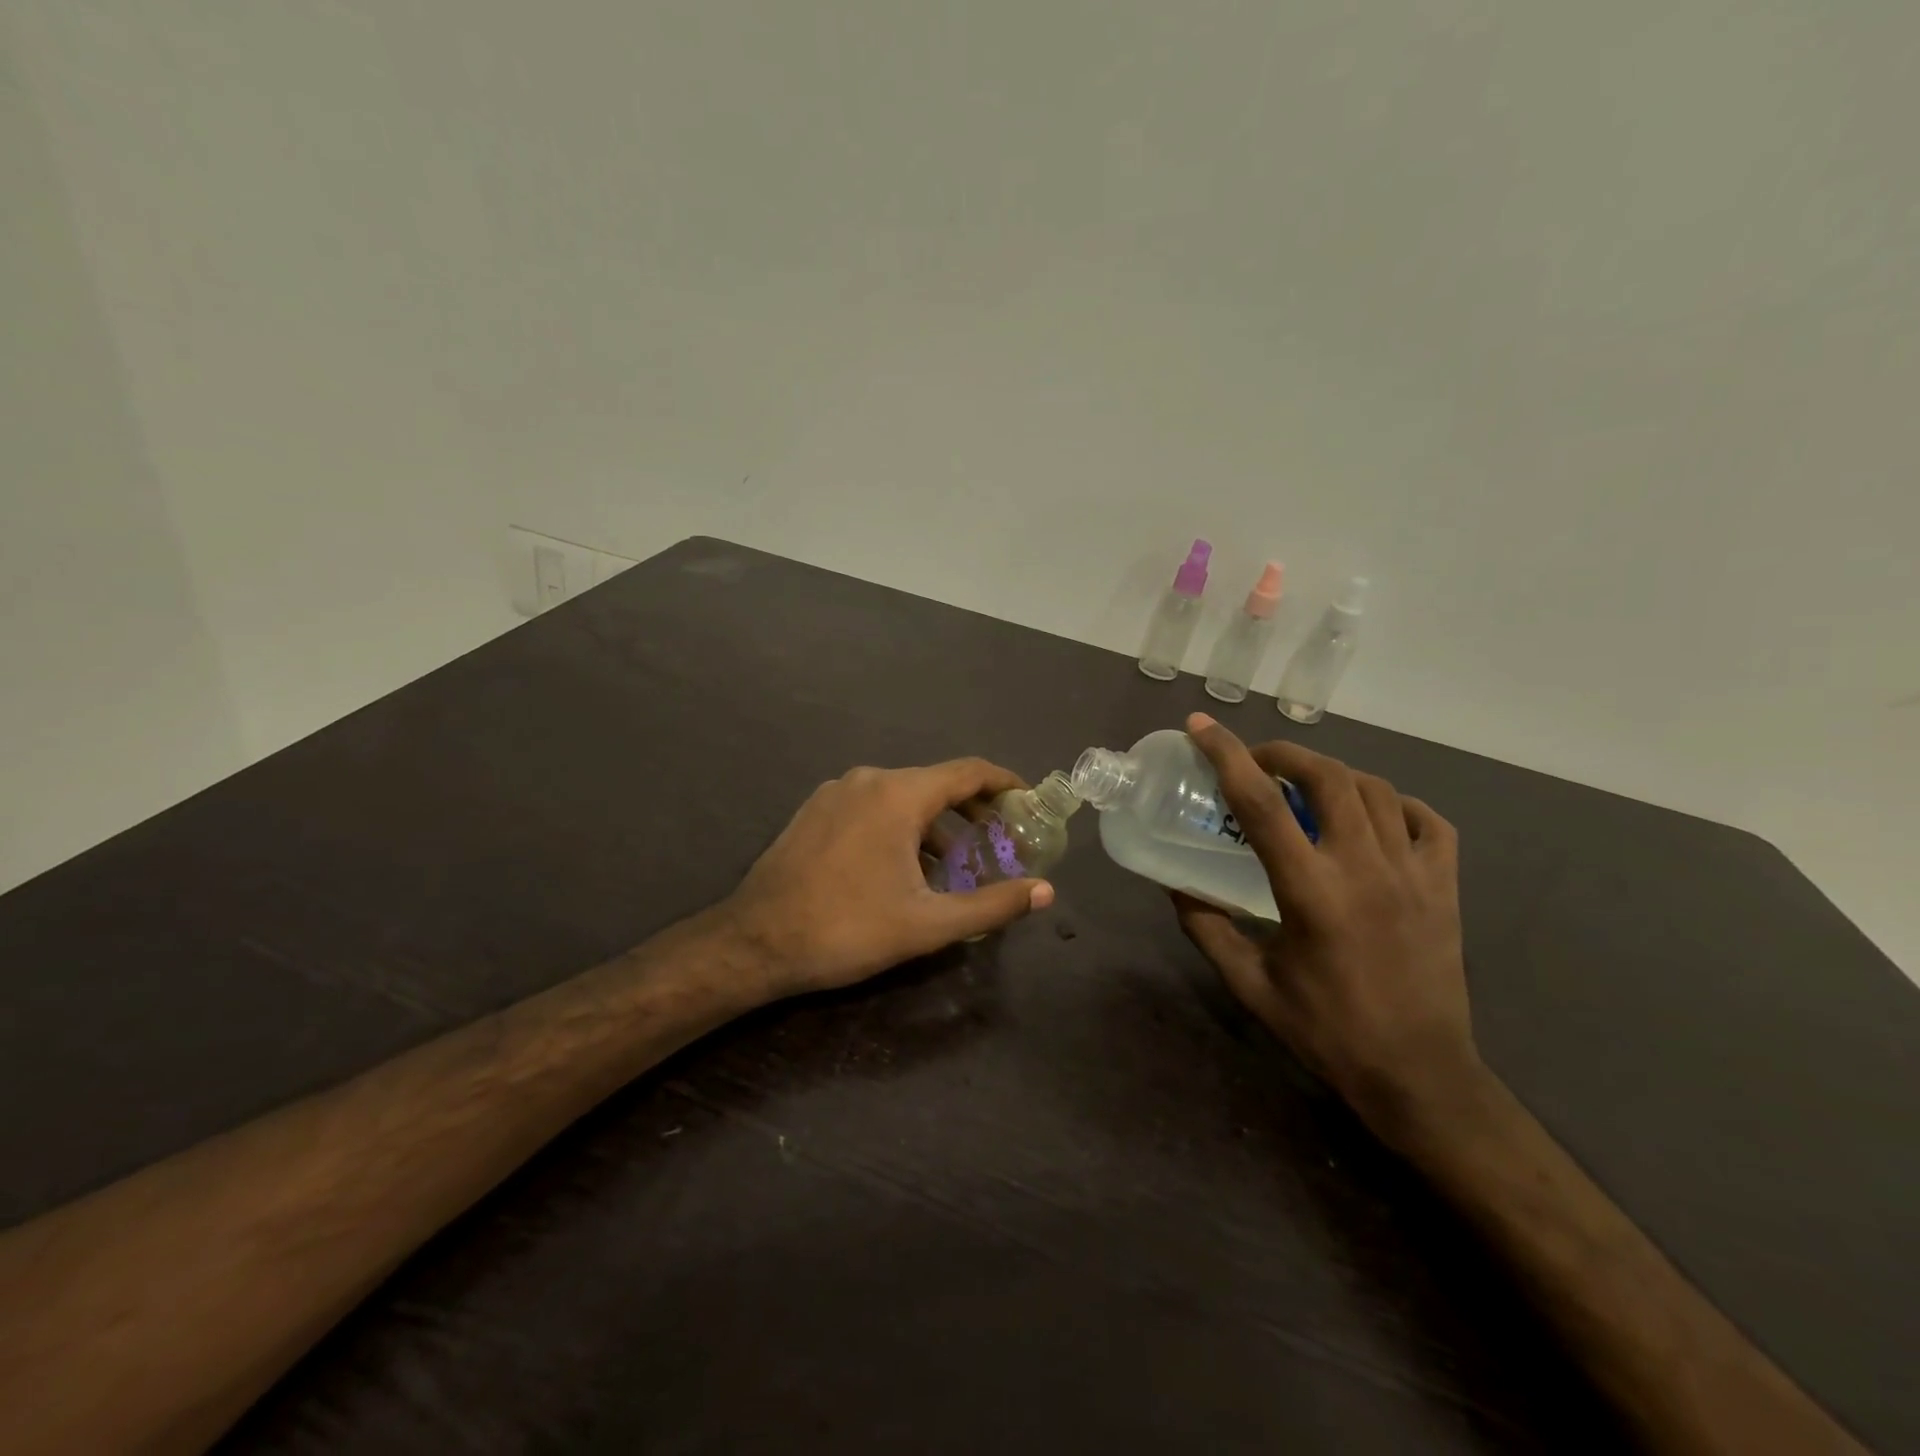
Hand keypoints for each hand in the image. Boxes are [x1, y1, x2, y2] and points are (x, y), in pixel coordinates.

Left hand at [719, 759, 1055, 998]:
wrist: (754, 942)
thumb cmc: (847, 928)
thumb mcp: (928, 923)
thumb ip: (991, 905)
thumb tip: (1045, 892)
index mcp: (899, 794)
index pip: (968, 771)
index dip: (1004, 783)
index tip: (1028, 800)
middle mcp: (868, 779)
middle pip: (936, 783)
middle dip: (972, 810)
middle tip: (998, 842)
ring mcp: (835, 792)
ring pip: (902, 796)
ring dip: (935, 824)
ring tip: (954, 864)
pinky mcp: (814, 811)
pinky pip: (872, 807)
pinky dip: (900, 826)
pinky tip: (903, 867)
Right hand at [1173, 712, 1480, 1143]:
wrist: (1420, 1075)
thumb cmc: (1326, 1031)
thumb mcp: (1250, 984)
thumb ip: (1206, 928)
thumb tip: (1176, 886)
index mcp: (1310, 890)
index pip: (1260, 802)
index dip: (1225, 754)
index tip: (1200, 726)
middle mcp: (1364, 867)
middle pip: (1325, 776)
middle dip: (1283, 753)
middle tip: (1256, 762)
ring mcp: (1414, 873)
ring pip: (1374, 789)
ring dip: (1332, 774)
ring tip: (1305, 787)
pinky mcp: (1446, 887)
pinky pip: (1427, 820)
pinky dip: (1395, 804)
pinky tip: (1373, 816)